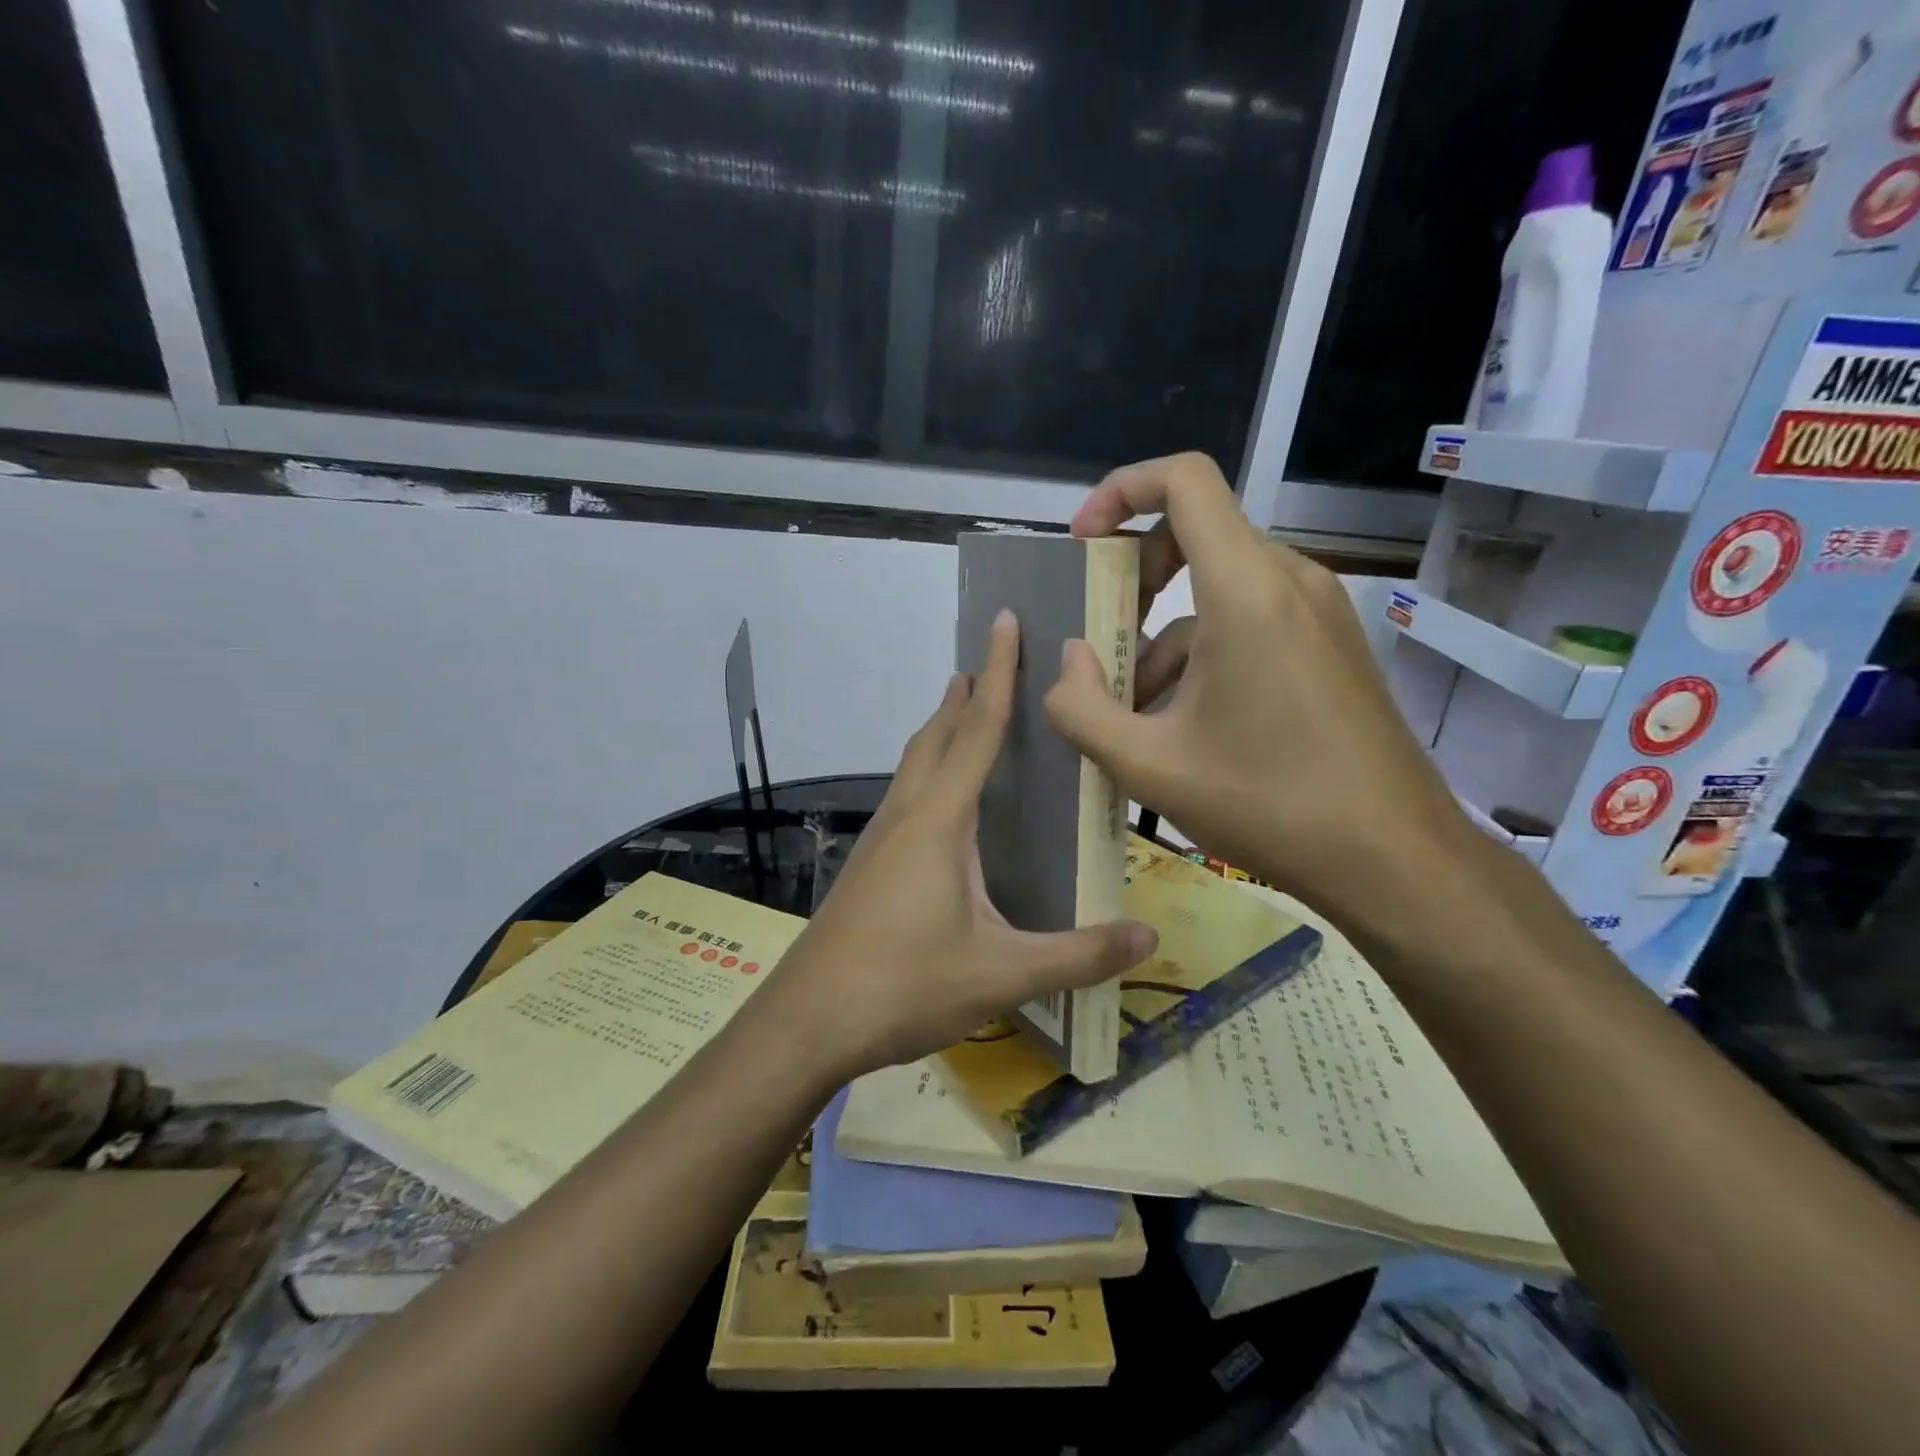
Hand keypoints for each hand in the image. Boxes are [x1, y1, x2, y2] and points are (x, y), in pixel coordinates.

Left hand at [768, 609, 1156, 1079]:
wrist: (808, 1021)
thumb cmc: (904, 985)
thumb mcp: (1001, 974)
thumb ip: (1077, 956)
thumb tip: (1149, 938)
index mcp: (941, 820)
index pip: (978, 729)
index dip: (998, 673)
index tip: (1004, 620)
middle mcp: (907, 814)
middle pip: (938, 735)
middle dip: (966, 693)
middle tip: (990, 662)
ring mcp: (880, 839)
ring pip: (915, 764)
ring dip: (942, 730)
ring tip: (965, 712)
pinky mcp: (869, 864)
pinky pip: (905, 795)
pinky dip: (929, 771)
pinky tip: (941, 804)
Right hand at [1042, 452, 1471, 931]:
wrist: (1394, 860)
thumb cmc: (1268, 805)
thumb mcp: (1148, 766)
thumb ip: (1081, 709)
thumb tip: (1068, 660)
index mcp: (1246, 590)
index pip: (1184, 481)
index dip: (1121, 492)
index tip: (1082, 545)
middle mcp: (1289, 581)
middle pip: (1196, 534)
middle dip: (1133, 580)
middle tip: (1099, 639)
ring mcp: (1318, 613)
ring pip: (1218, 591)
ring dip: (1162, 638)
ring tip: (1136, 717)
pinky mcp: (1329, 646)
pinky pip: (1250, 622)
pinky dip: (1204, 655)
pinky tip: (1187, 728)